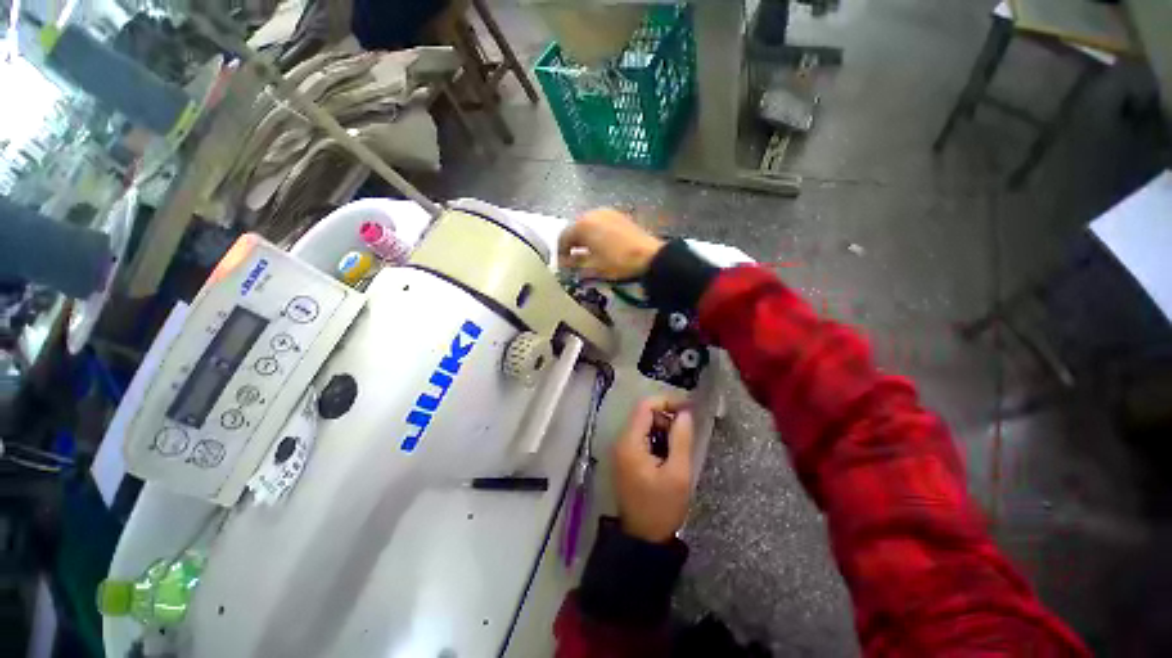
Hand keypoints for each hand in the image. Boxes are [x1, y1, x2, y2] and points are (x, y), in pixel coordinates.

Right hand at [558, 208, 663, 280]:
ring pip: (588, 225)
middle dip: (572, 244)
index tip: (562, 266)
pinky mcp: (619, 216)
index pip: (563, 238)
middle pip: (575, 228)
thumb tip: (564, 263)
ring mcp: (607, 212)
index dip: (560, 253)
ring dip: (584, 238)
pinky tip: (601, 245)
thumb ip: (575, 263)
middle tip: (573, 260)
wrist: (649, 256)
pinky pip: (600, 224)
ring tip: (587, 253)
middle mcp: (592, 213)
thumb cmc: (617, 262)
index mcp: (582, 225)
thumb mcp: (593, 267)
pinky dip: (596, 234)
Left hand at [613, 397, 693, 543]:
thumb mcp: (678, 473)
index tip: (688, 410)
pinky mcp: (625, 458)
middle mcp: (621, 441)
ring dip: (662, 429)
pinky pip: (641, 438)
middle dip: (666, 417)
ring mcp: (621, 450)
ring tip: (678, 448)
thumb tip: (685, 412)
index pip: (645, 406)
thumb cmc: (662, 508)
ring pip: (643, 425)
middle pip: (643, 414)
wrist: (643, 539)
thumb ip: (681, 438)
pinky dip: (656, 439)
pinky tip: (668, 456)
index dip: (667, 401)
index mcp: (630, 442)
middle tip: (685, 433)